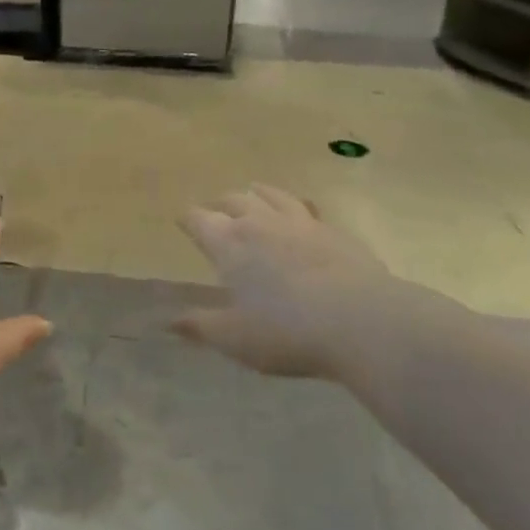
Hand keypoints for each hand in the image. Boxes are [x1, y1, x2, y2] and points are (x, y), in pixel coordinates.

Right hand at [175, 184, 409, 380]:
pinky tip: (302, 212)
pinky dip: (296, 206)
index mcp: (230, 243)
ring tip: (253, 191)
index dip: (188, 219)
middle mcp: (260, 223)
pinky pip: (307, 208)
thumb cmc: (286, 332)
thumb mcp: (235, 338)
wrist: (360, 321)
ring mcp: (300, 222)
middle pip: (234, 200)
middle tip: (215, 210)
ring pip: (271, 195)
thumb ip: (200, 326)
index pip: (199, 220)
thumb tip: (168, 321)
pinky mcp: (332, 230)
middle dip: (220, 203)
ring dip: (257, 193)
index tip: (182, 220)